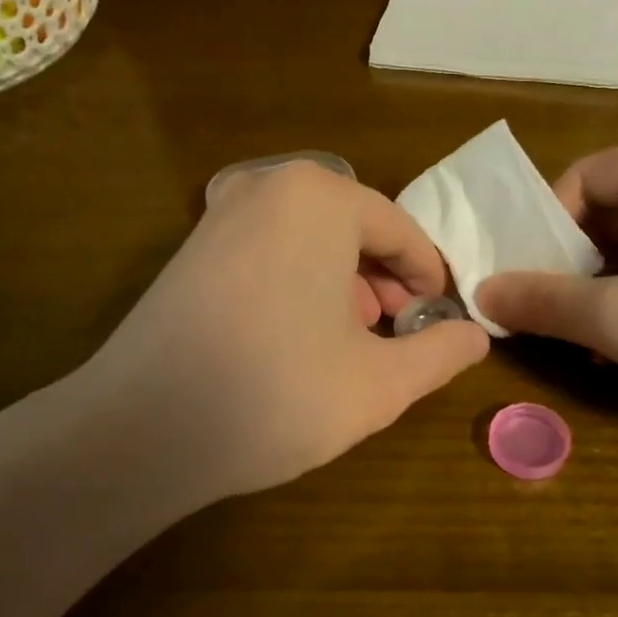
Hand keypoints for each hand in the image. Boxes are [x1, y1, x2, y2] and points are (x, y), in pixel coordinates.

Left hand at [0, 162, 487, 616]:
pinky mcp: (191, 249)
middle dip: (385, 281)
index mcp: (321, 198)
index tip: (441, 320)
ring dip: (344, 284)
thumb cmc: (277, 394)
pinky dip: (300, 283)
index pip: (400, 230)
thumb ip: (441, 353)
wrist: (141, 429)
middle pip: (354, 229)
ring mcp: (220, 215)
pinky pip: (269, 251)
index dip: (429, 278)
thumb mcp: (381, 383)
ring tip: (352, 341)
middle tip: (397, 335)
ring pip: (311, 240)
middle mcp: (267, 187)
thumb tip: (476, 336)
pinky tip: (297, 337)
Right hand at [476, 141, 617, 423]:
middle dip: (566, 267)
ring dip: (596, 295)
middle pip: (607, 215)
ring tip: (569, 339)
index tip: (516, 275)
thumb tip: (483, 291)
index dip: (541, 225)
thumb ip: (543, 301)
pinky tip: (615, 354)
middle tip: (534, 312)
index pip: (583, 178)